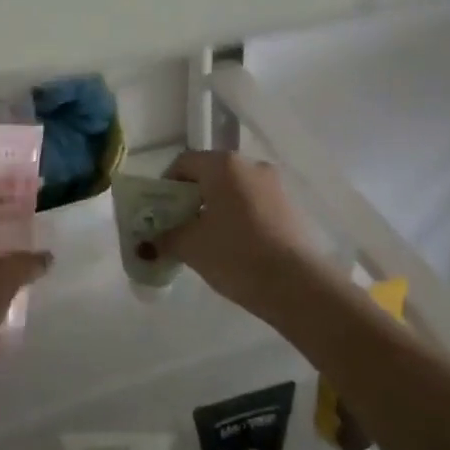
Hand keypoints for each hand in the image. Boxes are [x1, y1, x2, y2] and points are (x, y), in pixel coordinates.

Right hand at [156, 151, 326, 317]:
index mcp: (223, 165)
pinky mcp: (291, 207)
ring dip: (217, 209)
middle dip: (192, 199)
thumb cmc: (237, 255)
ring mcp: (275, 185)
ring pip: (234, 191)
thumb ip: (166, 236)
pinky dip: (239, 218)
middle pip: (210, 175)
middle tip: (180, 228)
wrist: (298, 286)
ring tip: (208, 242)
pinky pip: (254, 205)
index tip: (160, 213)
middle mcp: (251, 165)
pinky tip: (236, 248)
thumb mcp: (191, 247)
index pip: (184, 163)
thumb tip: (151, 238)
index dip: (166, 186)